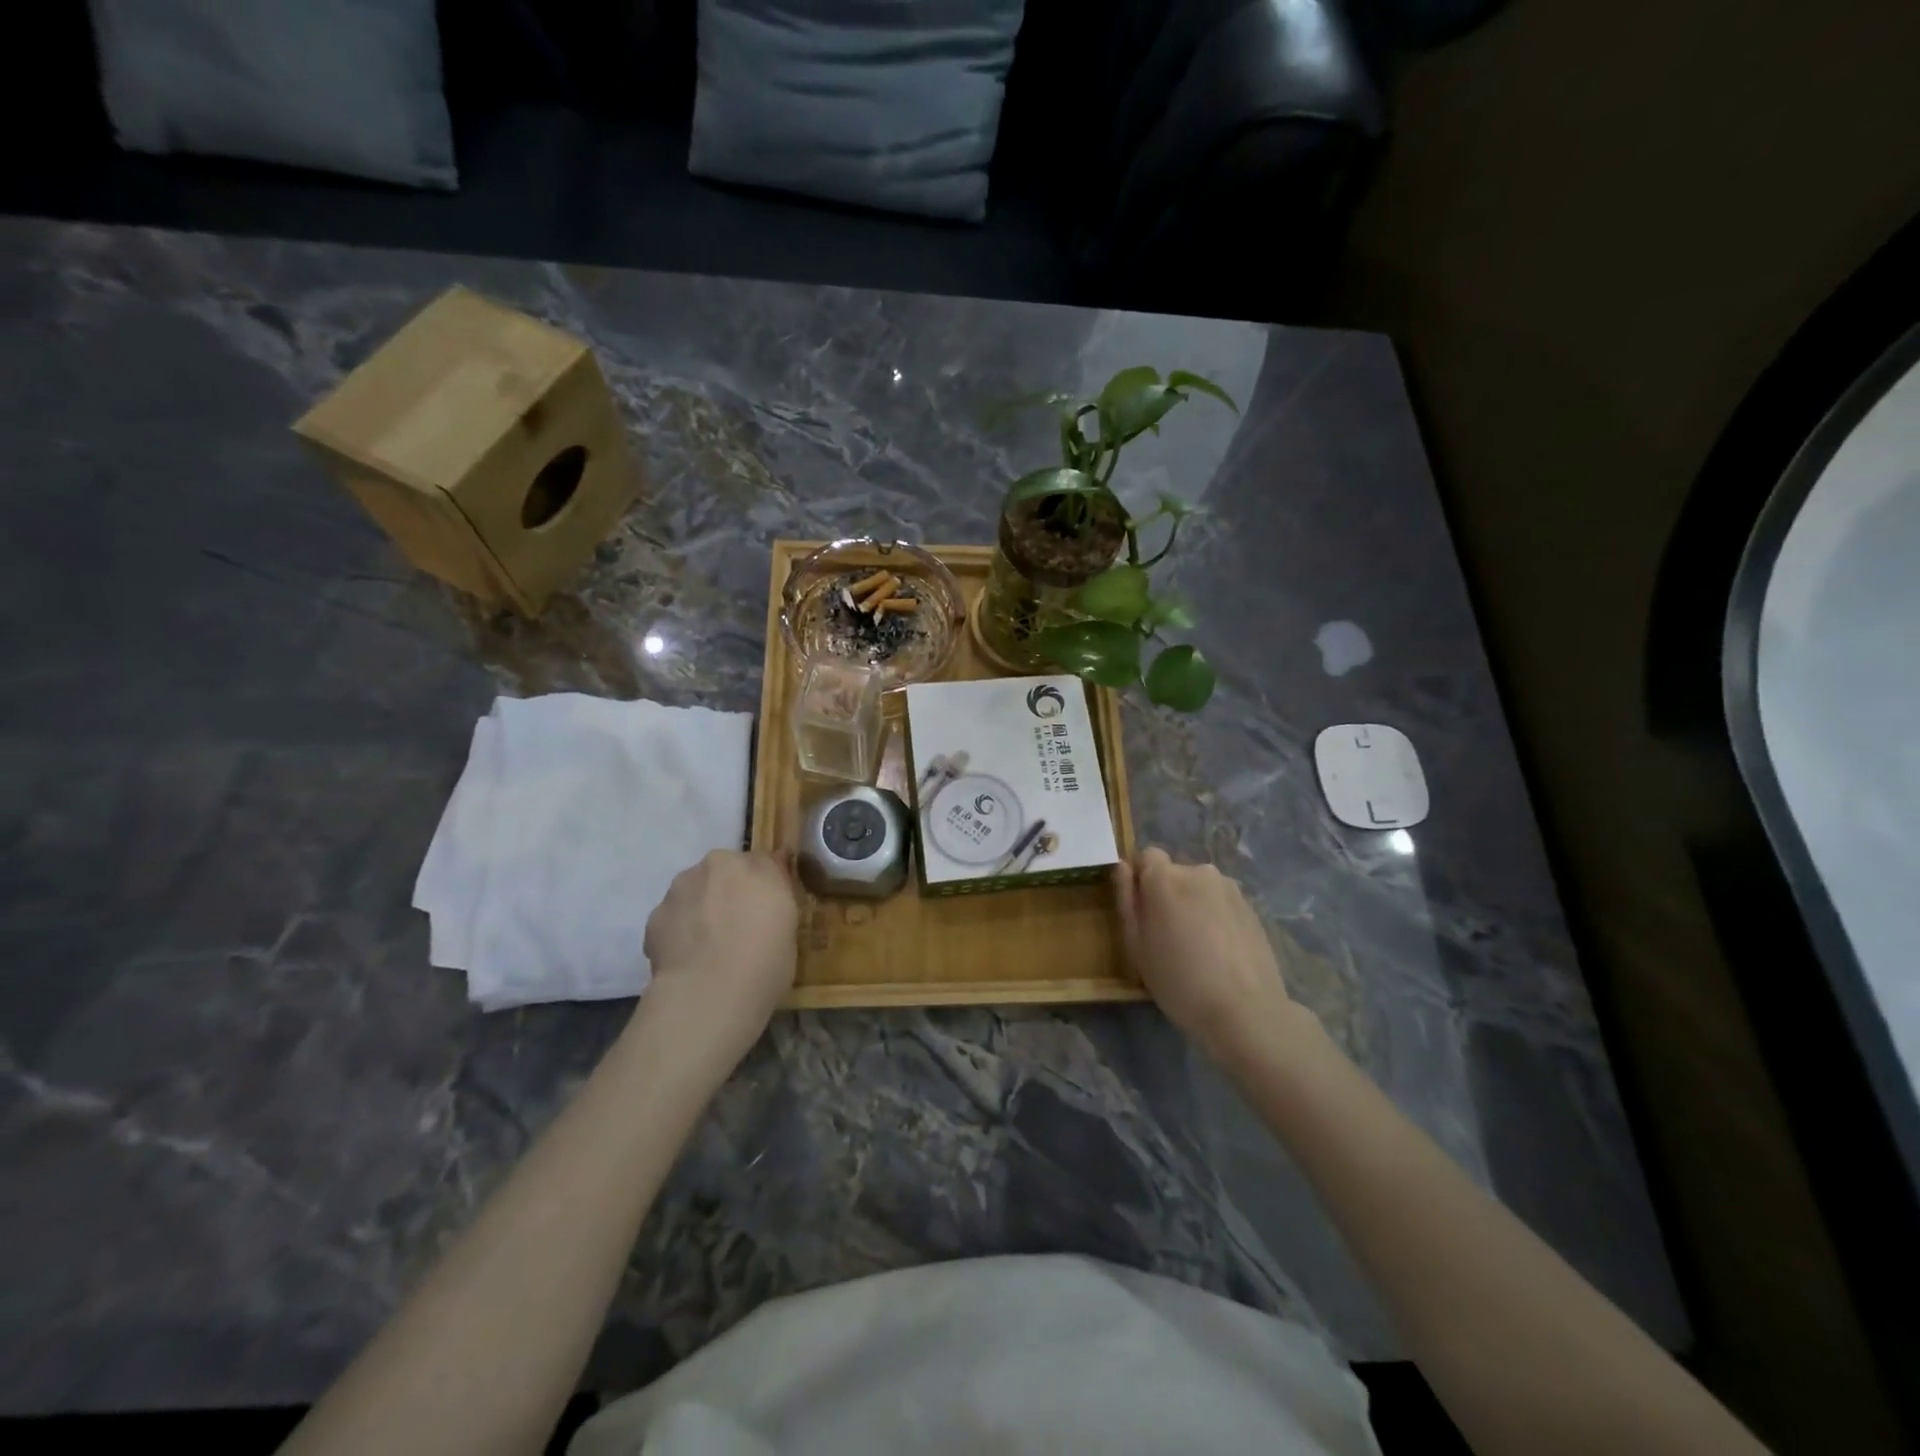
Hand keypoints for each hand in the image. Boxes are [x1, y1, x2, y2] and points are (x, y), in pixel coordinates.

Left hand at [640, 849, 799, 1066]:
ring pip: (694, 893)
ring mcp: (679, 890)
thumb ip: (777, 897)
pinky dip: (679, 932)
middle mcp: (714, 866)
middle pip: (724, 873)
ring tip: (709, 949)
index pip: (763, 864)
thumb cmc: (765, 960)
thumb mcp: (789, 926)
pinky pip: (673, 919)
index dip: (765, 888)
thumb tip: (772, 884)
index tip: (767, 911)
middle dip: (729, 893)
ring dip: (701, 909)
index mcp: (754, 865)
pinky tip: (688, 960)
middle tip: (739, 928)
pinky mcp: (653, 918)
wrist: (709, 994)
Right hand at [1115, 847, 1310, 1061]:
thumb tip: (1123, 868)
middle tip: (1167, 935)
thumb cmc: (1179, 981)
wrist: (1245, 1011)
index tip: (1141, 910)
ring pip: (1200, 888)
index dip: (1140, 878)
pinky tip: (1220, 952)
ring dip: (1193, 905)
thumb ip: (1127, 900)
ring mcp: (1230, 889)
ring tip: (1197, 946)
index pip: (1147, 855)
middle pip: (1174, 873)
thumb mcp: (1137, 946)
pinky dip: (1216, 917)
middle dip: (1167, 894)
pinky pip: (1222, 903)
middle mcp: (1199, 872)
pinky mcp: (1252, 908)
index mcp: (1165, 878)